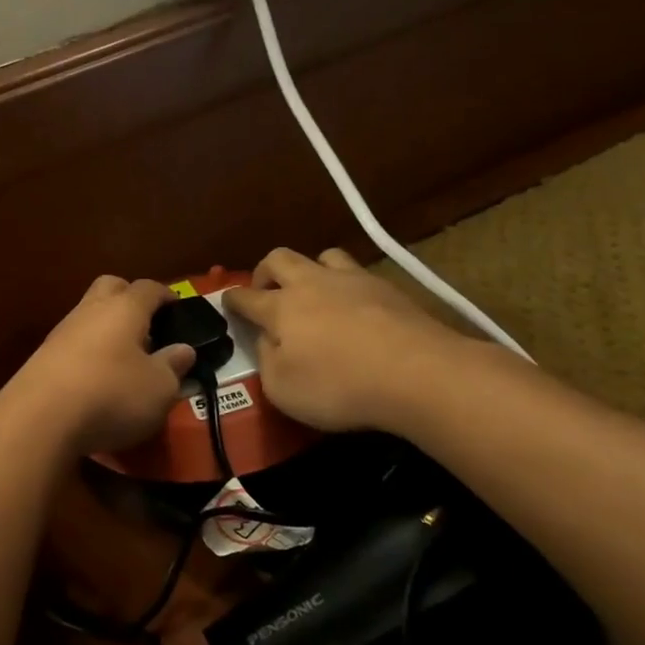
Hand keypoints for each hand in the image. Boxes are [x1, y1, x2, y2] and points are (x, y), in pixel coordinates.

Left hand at [1, 276, 193, 454]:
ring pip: (88, 314)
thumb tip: (183, 350)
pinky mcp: (42, 356)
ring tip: (124, 358)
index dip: (166, 295)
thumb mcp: (159, 388)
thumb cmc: (112, 394)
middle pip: (111, 287)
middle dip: (129, 298)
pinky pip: (73, 342)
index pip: (149, 288)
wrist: (39, 418)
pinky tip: (96, 378)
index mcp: (125, 308)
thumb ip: (173, 366)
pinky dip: (88, 352)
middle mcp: (91, 309)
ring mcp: (62, 331)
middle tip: (147, 326)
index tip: (177, 308)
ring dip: (106, 328)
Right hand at [222, 247, 466, 433]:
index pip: (246, 297)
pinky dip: (348, 285)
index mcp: (281, 308)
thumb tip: (268, 341)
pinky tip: (356, 305)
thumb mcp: (283, 389)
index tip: (227, 301)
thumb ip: (267, 361)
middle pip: (279, 258)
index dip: (232, 300)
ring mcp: (352, 280)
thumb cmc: (339, 386)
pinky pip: (358, 273)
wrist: (417, 373)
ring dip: (311, 269)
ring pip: (322, 255)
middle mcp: (312, 283)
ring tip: (315, 291)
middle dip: (265, 271)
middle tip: (266, 290)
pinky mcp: (388, 287)